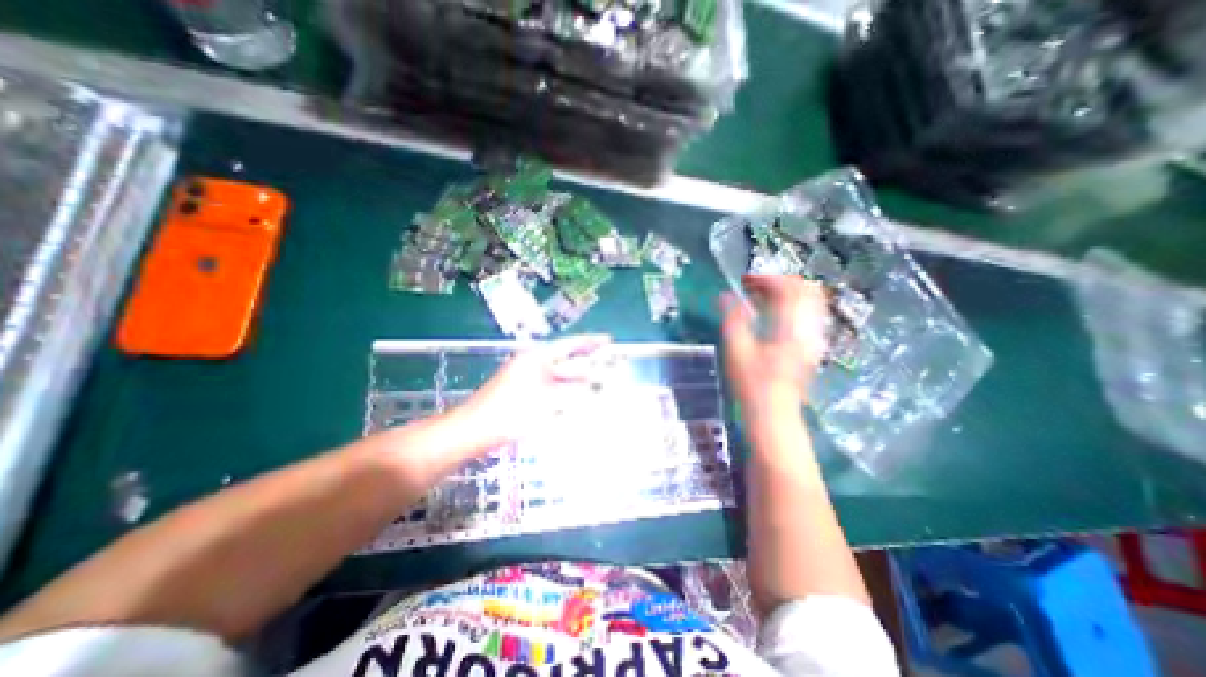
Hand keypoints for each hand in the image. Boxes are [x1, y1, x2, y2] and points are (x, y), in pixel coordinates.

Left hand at [460, 333, 614, 448]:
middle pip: (565, 360)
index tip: (608, 340)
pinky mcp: (524, 393)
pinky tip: (576, 401)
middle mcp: (532, 364)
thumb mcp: (546, 401)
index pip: (569, 345)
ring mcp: (526, 378)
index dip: (590, 342)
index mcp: (536, 358)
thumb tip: (594, 385)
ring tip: (598, 384)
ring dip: (576, 380)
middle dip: (586, 363)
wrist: (474, 430)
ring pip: (558, 376)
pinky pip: (551, 388)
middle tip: (609, 365)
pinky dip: (565, 392)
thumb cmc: (510, 412)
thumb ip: (573, 392)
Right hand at [713, 274, 830, 415]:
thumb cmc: (752, 384)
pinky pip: (808, 315)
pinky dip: (792, 307)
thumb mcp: (736, 350)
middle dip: (779, 281)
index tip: (745, 281)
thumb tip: (725, 296)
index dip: (766, 278)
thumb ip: (731, 319)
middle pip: (805, 290)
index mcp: (790, 327)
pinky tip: (773, 315)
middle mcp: (807, 329)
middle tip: (755, 286)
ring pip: (810, 302)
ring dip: (786, 293)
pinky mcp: (811, 348)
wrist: (773, 413)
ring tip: (762, 298)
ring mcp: (812, 339)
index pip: (788, 288)